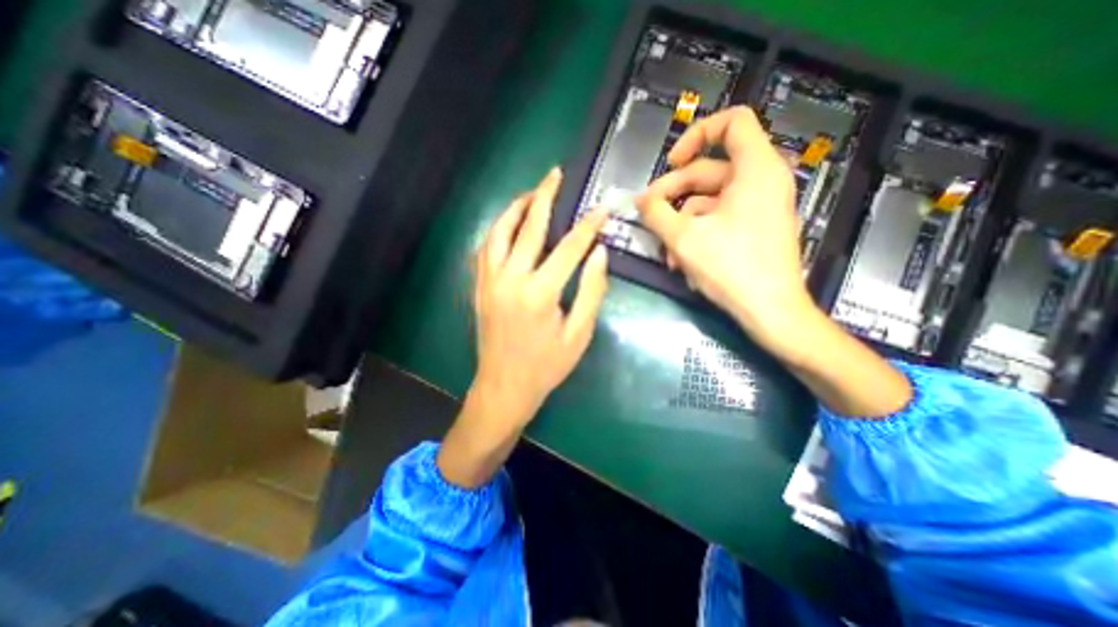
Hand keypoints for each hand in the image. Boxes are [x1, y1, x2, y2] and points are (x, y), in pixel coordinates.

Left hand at [438, 170, 608, 487]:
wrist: (504, 387)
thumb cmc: (546, 366)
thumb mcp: (579, 334)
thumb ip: (591, 291)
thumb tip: (599, 253)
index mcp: (539, 293)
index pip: (569, 247)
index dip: (588, 224)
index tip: (602, 207)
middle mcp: (510, 279)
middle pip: (528, 227)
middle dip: (544, 196)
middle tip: (555, 174)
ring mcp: (489, 281)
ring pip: (499, 231)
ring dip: (516, 207)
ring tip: (532, 193)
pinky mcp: (479, 286)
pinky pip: (486, 247)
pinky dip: (499, 229)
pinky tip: (509, 223)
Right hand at [637, 106, 813, 353]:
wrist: (770, 312)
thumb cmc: (732, 269)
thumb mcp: (683, 238)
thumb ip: (656, 213)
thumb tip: (641, 202)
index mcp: (755, 169)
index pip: (731, 122)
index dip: (696, 134)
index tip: (671, 163)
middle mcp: (761, 181)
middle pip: (708, 170)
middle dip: (672, 194)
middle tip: (647, 214)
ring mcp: (758, 207)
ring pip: (708, 201)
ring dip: (680, 223)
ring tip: (666, 252)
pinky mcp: (753, 229)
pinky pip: (718, 220)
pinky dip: (696, 234)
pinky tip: (681, 260)